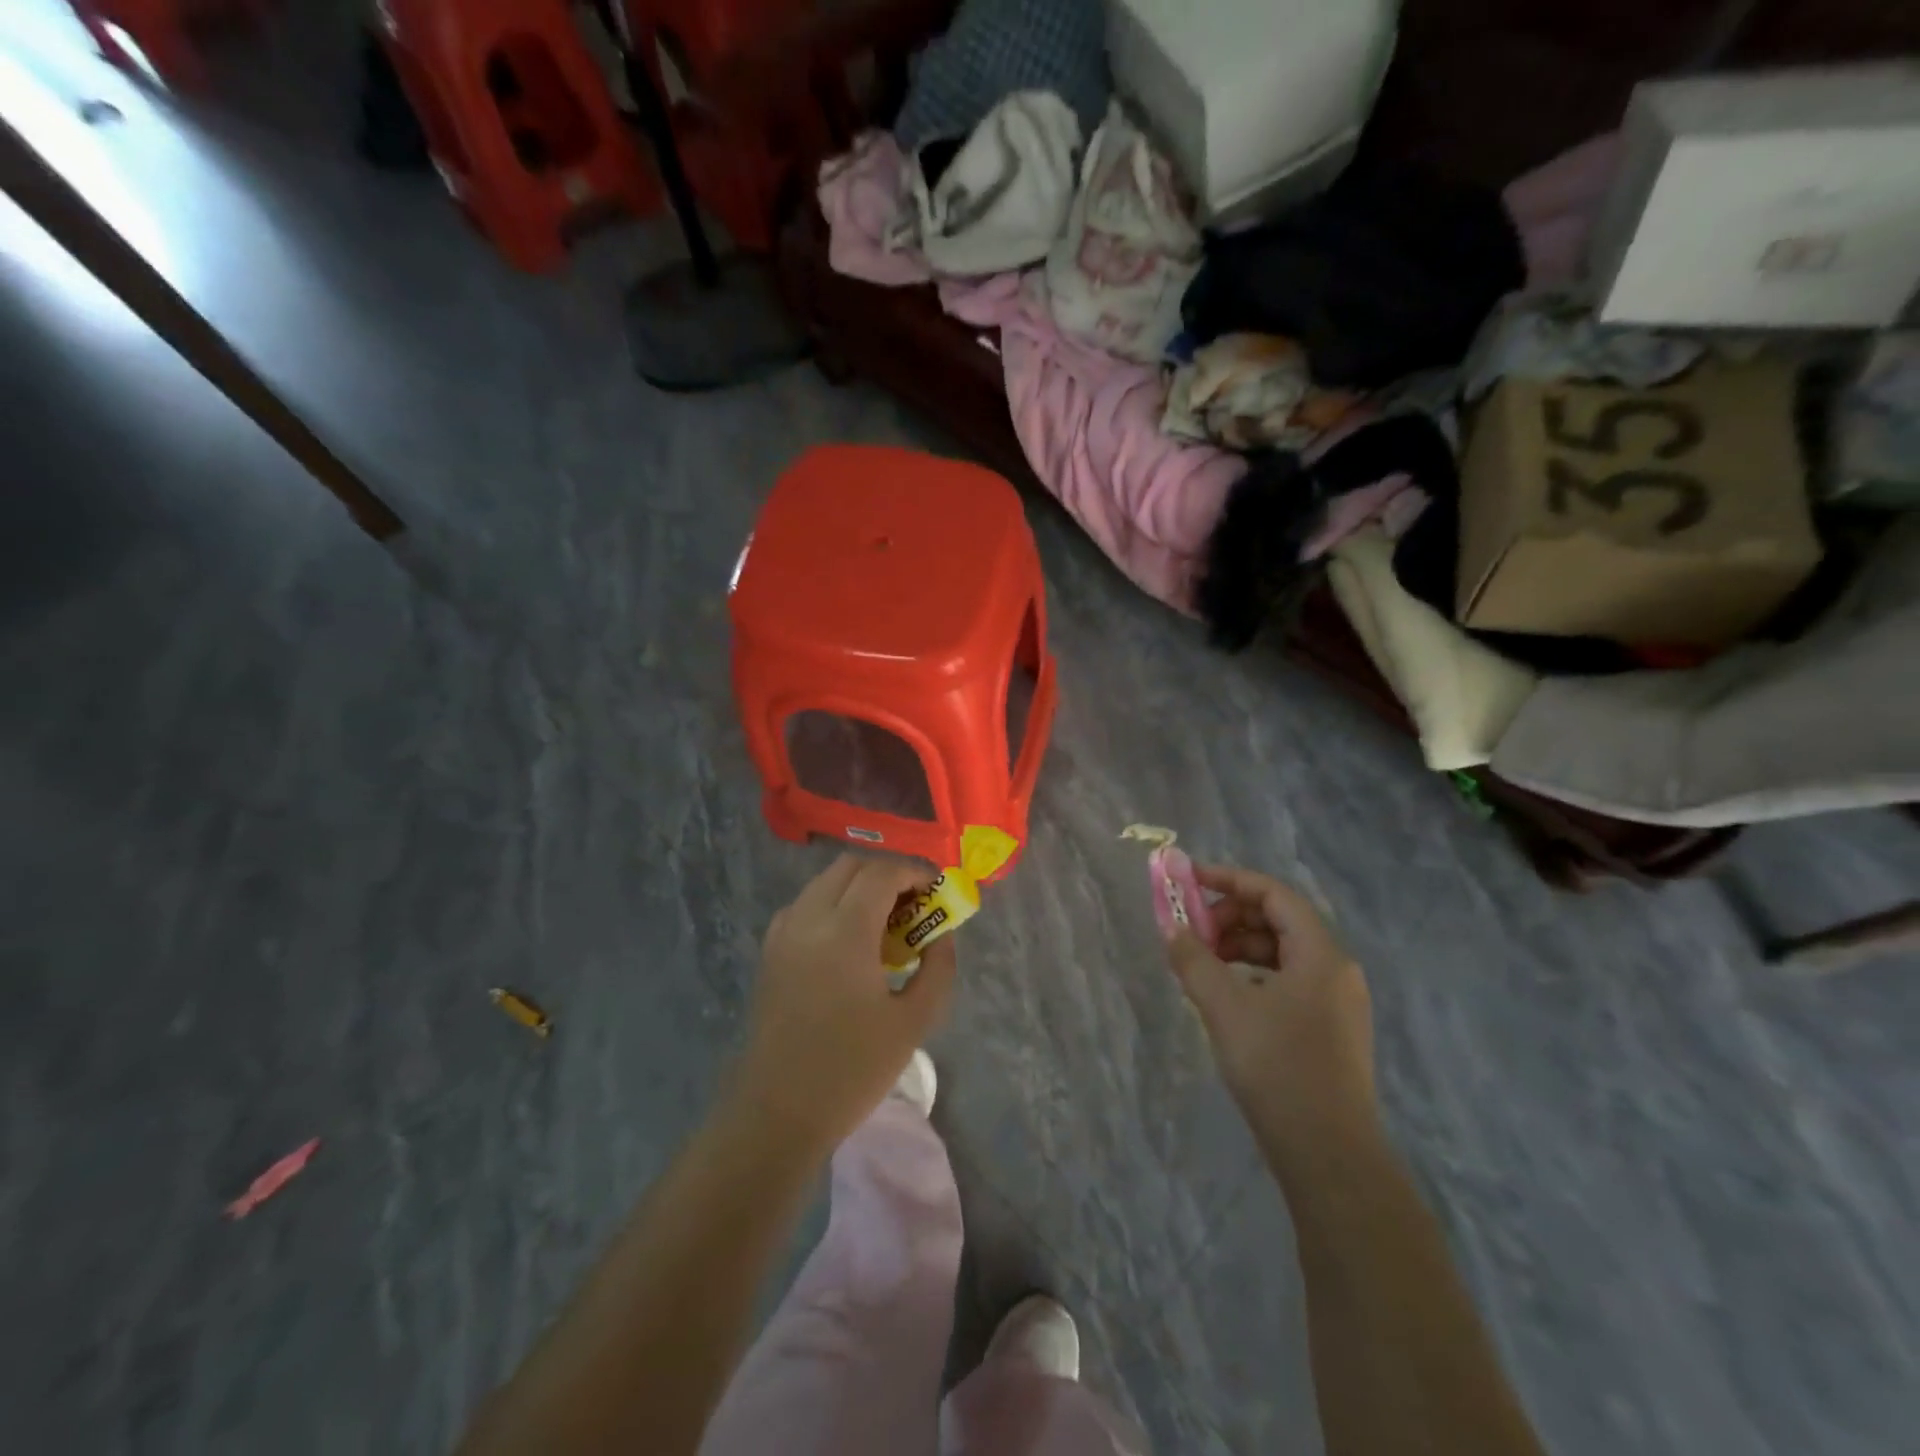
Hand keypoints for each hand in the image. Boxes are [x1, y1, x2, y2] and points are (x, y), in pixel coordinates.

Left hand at [731, 855, 957, 1150]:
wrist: (779, 1112)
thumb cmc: (852, 1070)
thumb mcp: (913, 1021)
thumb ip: (937, 968)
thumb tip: (941, 935)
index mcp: (844, 932)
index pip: (881, 873)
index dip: (914, 873)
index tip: (936, 891)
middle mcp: (808, 919)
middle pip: (850, 867)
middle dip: (887, 874)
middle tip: (914, 903)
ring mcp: (783, 933)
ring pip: (825, 882)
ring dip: (859, 886)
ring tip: (885, 921)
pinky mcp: (770, 951)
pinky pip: (805, 905)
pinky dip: (833, 903)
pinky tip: (849, 940)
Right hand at [1166, 865, 1376, 1159]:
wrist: (1329, 1154)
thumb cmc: (1278, 1068)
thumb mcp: (1224, 1007)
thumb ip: (1193, 959)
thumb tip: (1169, 925)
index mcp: (1321, 953)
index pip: (1274, 894)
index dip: (1229, 880)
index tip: (1188, 881)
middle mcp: (1336, 969)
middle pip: (1278, 920)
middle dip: (1230, 917)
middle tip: (1192, 934)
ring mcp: (1336, 1001)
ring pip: (1282, 952)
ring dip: (1239, 947)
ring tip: (1202, 966)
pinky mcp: (1329, 1029)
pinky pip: (1287, 981)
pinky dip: (1253, 975)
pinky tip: (1227, 996)